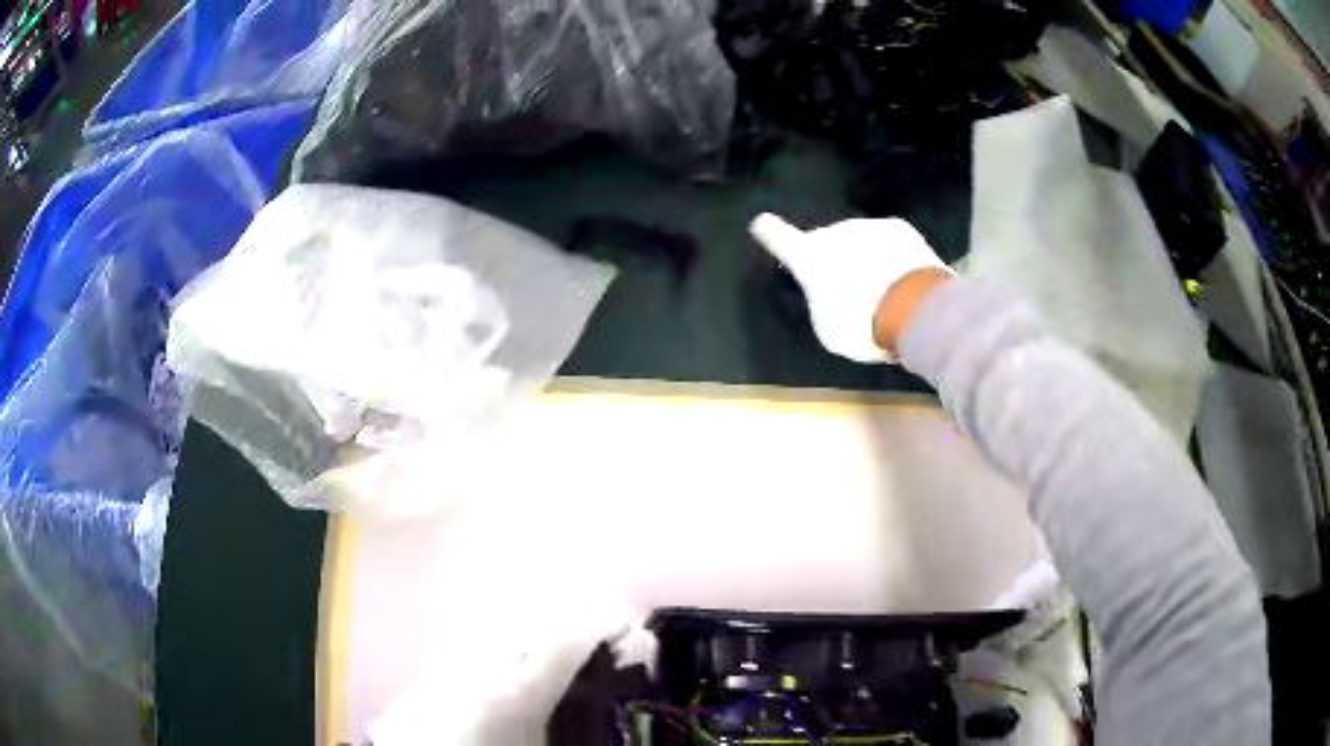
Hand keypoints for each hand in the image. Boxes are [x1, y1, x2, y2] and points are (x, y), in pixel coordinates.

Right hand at [749, 214, 952, 361]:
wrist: (913, 307)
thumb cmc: (861, 325)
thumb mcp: (829, 328)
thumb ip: (821, 301)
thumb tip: (827, 291)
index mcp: (809, 259)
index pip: (781, 239)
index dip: (771, 232)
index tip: (762, 223)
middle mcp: (834, 234)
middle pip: (827, 242)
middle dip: (834, 259)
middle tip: (849, 291)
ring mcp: (867, 226)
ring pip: (859, 240)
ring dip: (864, 258)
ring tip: (881, 290)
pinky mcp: (898, 227)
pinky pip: (887, 241)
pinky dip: (891, 255)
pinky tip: (902, 278)